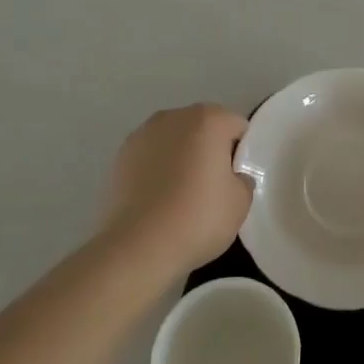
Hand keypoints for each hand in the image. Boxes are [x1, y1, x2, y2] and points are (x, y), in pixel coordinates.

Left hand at [101, 104, 251, 278]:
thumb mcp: (240, 203)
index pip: (236, 126)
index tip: (235, 178)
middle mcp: (175, 117)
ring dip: (181, 156)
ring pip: (174, 140)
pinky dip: (157, 169)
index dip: (240, 152)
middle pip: (203, 127)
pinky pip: (150, 156)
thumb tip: (232, 177)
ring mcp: (143, 134)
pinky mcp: (120, 156)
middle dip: (209, 149)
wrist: (137, 246)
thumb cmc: (197, 218)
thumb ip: (243, 181)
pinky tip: (157, 199)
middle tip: (212, 186)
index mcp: (208, 119)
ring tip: (180, 194)